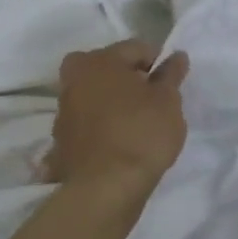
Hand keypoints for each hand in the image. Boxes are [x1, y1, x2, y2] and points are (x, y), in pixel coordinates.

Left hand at [46, 39, 188, 203]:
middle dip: (126, 76)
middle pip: (106, 67)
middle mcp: (75, 79)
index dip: (157, 61)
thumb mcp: (168, 101)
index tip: (171, 83)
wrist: (105, 190)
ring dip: (110, 101)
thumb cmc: (141, 134)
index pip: (135, 48)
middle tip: (149, 97)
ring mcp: (64, 112)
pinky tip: (116, 142)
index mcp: (100, 61)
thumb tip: (176, 56)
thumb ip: (171, 75)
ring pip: (92, 94)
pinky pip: (86, 124)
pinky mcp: (60, 142)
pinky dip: (99, 127)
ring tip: (135, 122)